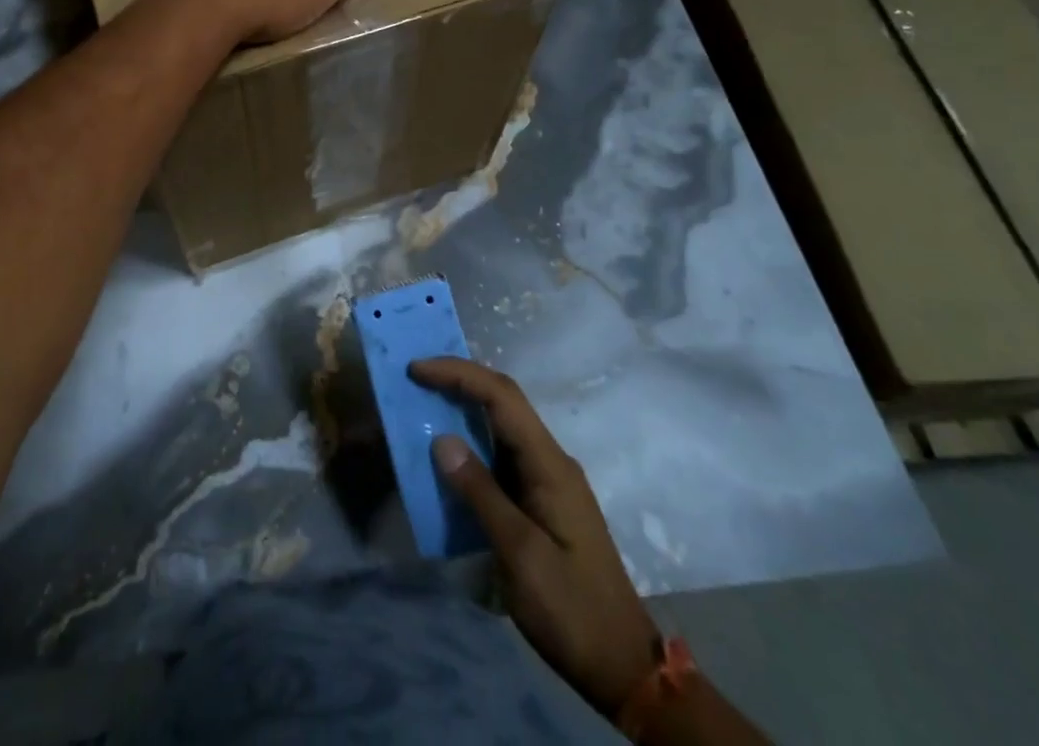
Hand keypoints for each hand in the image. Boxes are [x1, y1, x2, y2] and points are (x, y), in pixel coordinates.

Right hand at [410, 357, 659, 715]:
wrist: (623, 668)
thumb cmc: (571, 610)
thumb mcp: (520, 555)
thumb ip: (480, 493)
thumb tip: (441, 439)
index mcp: (550, 464)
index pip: (501, 396)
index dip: (458, 374)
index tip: (416, 370)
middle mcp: (551, 461)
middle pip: (503, 401)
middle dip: (459, 380)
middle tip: (416, 377)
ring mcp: (549, 481)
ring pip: (502, 426)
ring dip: (464, 408)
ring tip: (424, 404)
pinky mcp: (542, 501)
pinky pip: (502, 456)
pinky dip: (472, 444)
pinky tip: (450, 456)